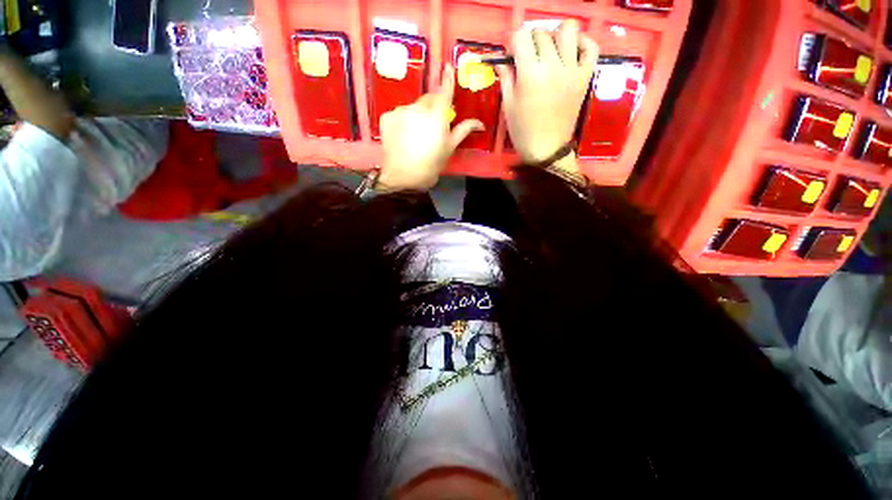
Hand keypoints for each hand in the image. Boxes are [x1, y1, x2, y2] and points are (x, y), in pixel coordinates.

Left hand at [378, 64, 483, 191]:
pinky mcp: (386, 117)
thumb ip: (463, 130)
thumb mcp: (449, 149)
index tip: (448, 66)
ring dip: (417, 115)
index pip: (444, 92)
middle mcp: (418, 108)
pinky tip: (403, 135)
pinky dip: (403, 121)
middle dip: (433, 106)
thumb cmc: (431, 165)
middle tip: (433, 124)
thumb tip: (479, 123)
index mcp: (437, 116)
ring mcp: (400, 111)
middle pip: (428, 99)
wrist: (402, 178)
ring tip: (416, 134)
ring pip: (413, 107)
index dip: (447, 79)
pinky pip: (399, 114)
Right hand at [496, 21, 598, 174]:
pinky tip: (571, 51)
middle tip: (528, 59)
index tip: (512, 57)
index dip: (513, 44)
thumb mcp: (508, 106)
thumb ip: (505, 78)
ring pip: (568, 30)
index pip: (521, 37)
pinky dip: (582, 42)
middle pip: (542, 34)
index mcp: (530, 74)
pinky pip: (590, 47)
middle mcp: (553, 65)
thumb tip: (500, 60)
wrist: (547, 149)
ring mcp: (572, 69)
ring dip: (556, 35)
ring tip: (549, 51)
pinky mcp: (585, 76)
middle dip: (531, 42)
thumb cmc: (523, 131)